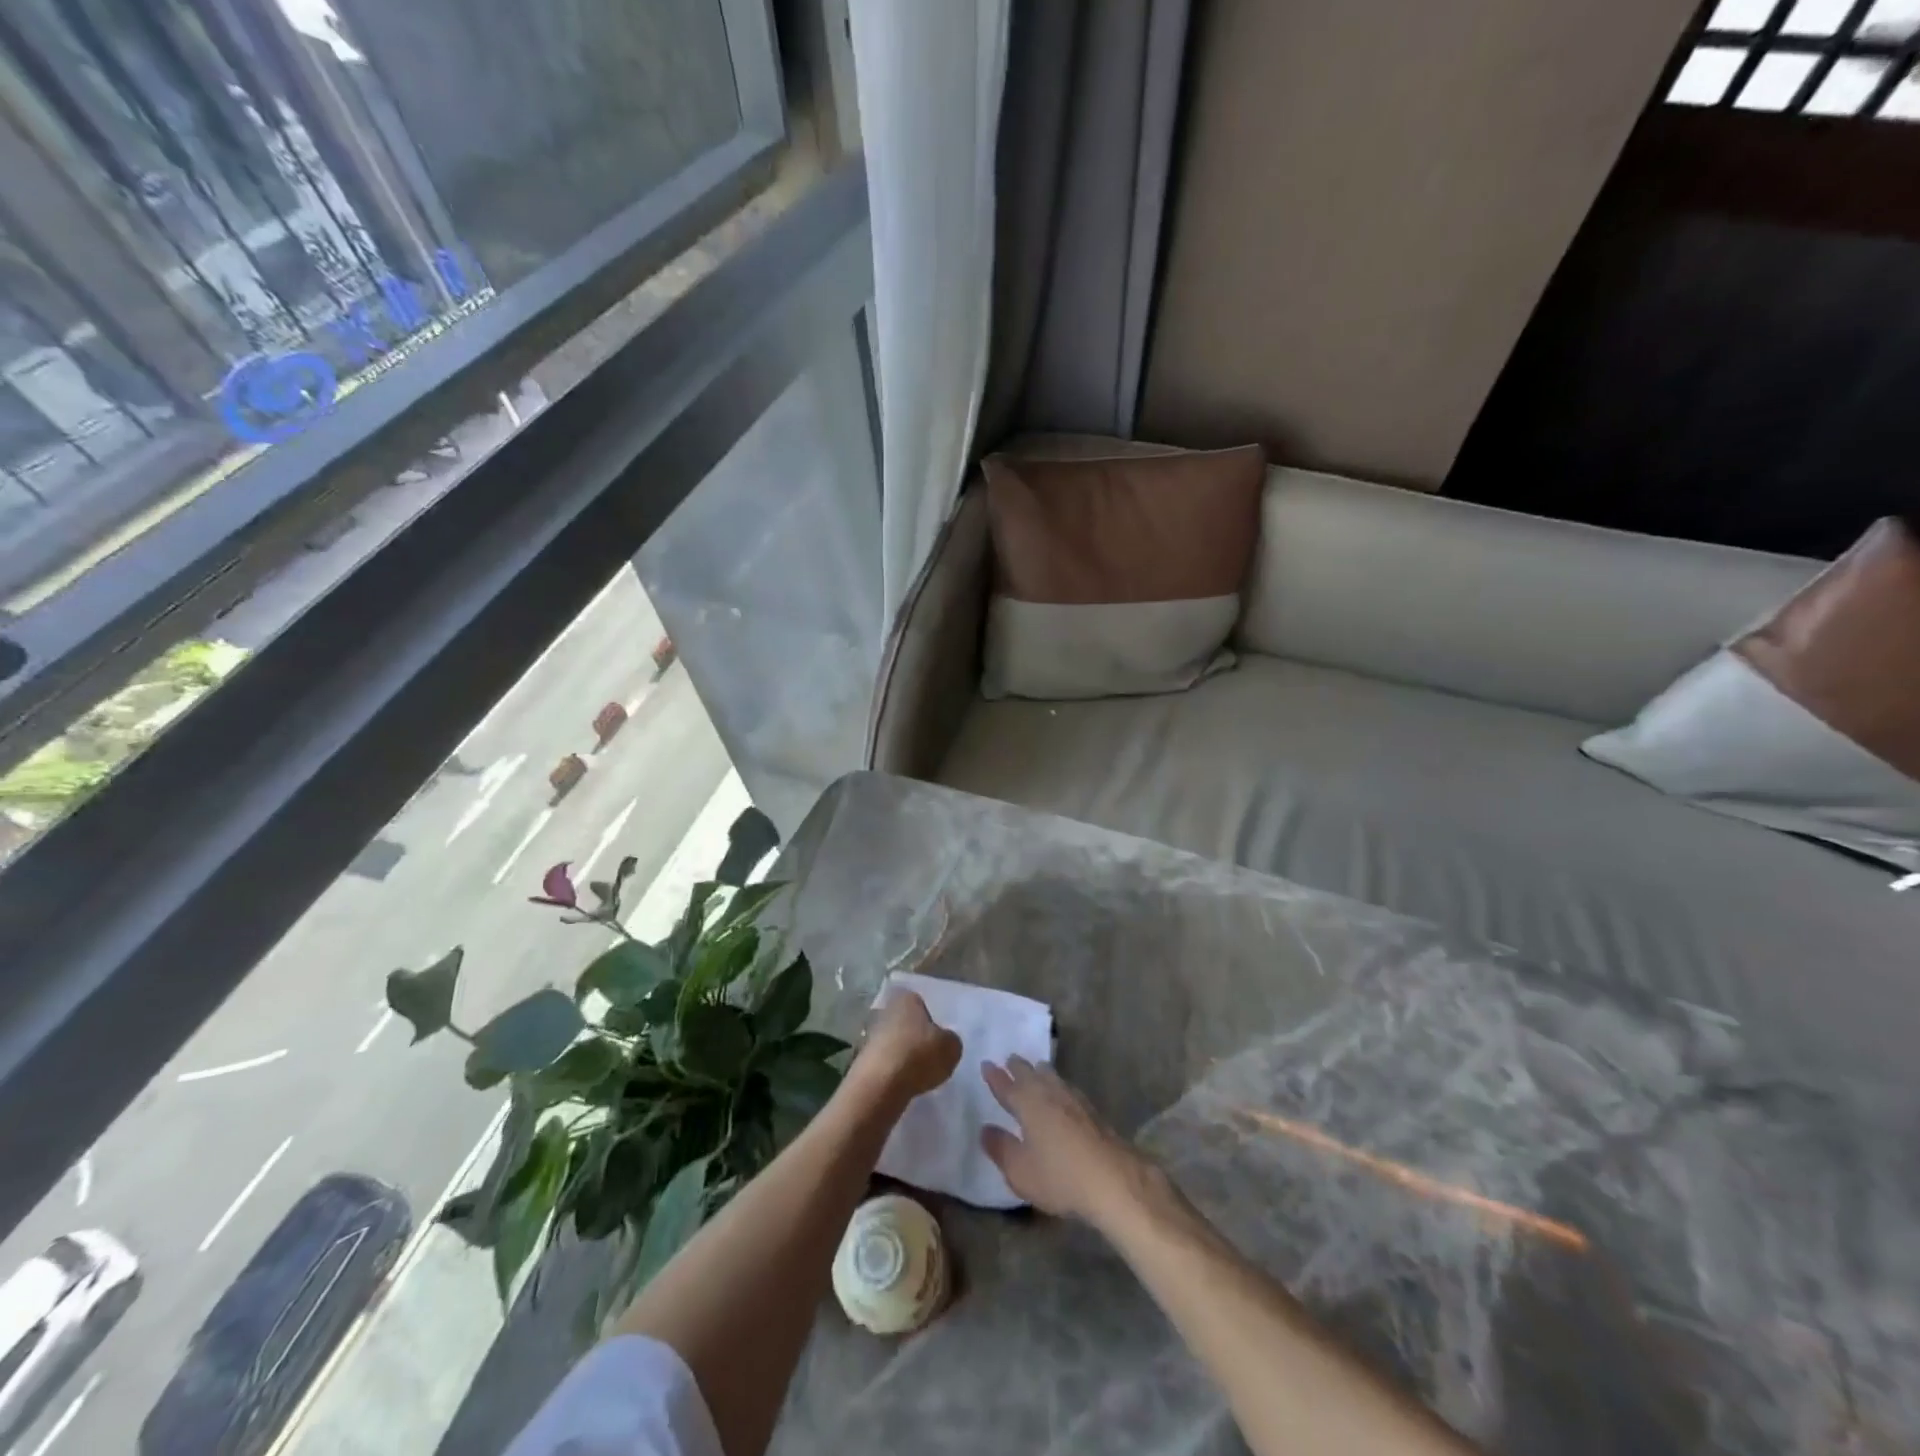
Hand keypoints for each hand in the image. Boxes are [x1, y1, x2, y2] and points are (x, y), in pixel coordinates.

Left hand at [851, 990, 961, 1102]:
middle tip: (930, 1055)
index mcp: (907, 998)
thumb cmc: (919, 1055)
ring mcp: (870, 1034)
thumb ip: (950, 1040)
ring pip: (894, 1042)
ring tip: (919, 1073)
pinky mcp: (862, 1059)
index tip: (939, 1037)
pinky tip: (903, 1083)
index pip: (922, 1003)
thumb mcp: (951, 1047)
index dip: (932, 1020)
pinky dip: (893, 1071)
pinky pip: (885, 1062)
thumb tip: (945, 1042)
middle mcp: (886, 1010)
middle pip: (906, 1022)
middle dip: (916, 1036)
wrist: (880, 1085)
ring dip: (904, 1054)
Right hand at [981, 1056, 1157, 1224]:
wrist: (1113, 1179)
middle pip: (1030, 1074)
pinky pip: (1066, 1088)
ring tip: (1036, 1067)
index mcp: (1027, 1104)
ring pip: (1051, 1077)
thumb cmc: (1059, 1176)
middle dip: (1018, 1067)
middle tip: (1010, 1060)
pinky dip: (1057, 1084)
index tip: (986, 1064)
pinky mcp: (1091, 1111)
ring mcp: (1073, 1100)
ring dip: (1039, 1071)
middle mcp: (1049, 1094)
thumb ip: (1000, 1149)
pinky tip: (1062, 1091)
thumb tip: (985, 1129)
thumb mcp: (1020, 1171)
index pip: (1006, 1086)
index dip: (995, 1076)